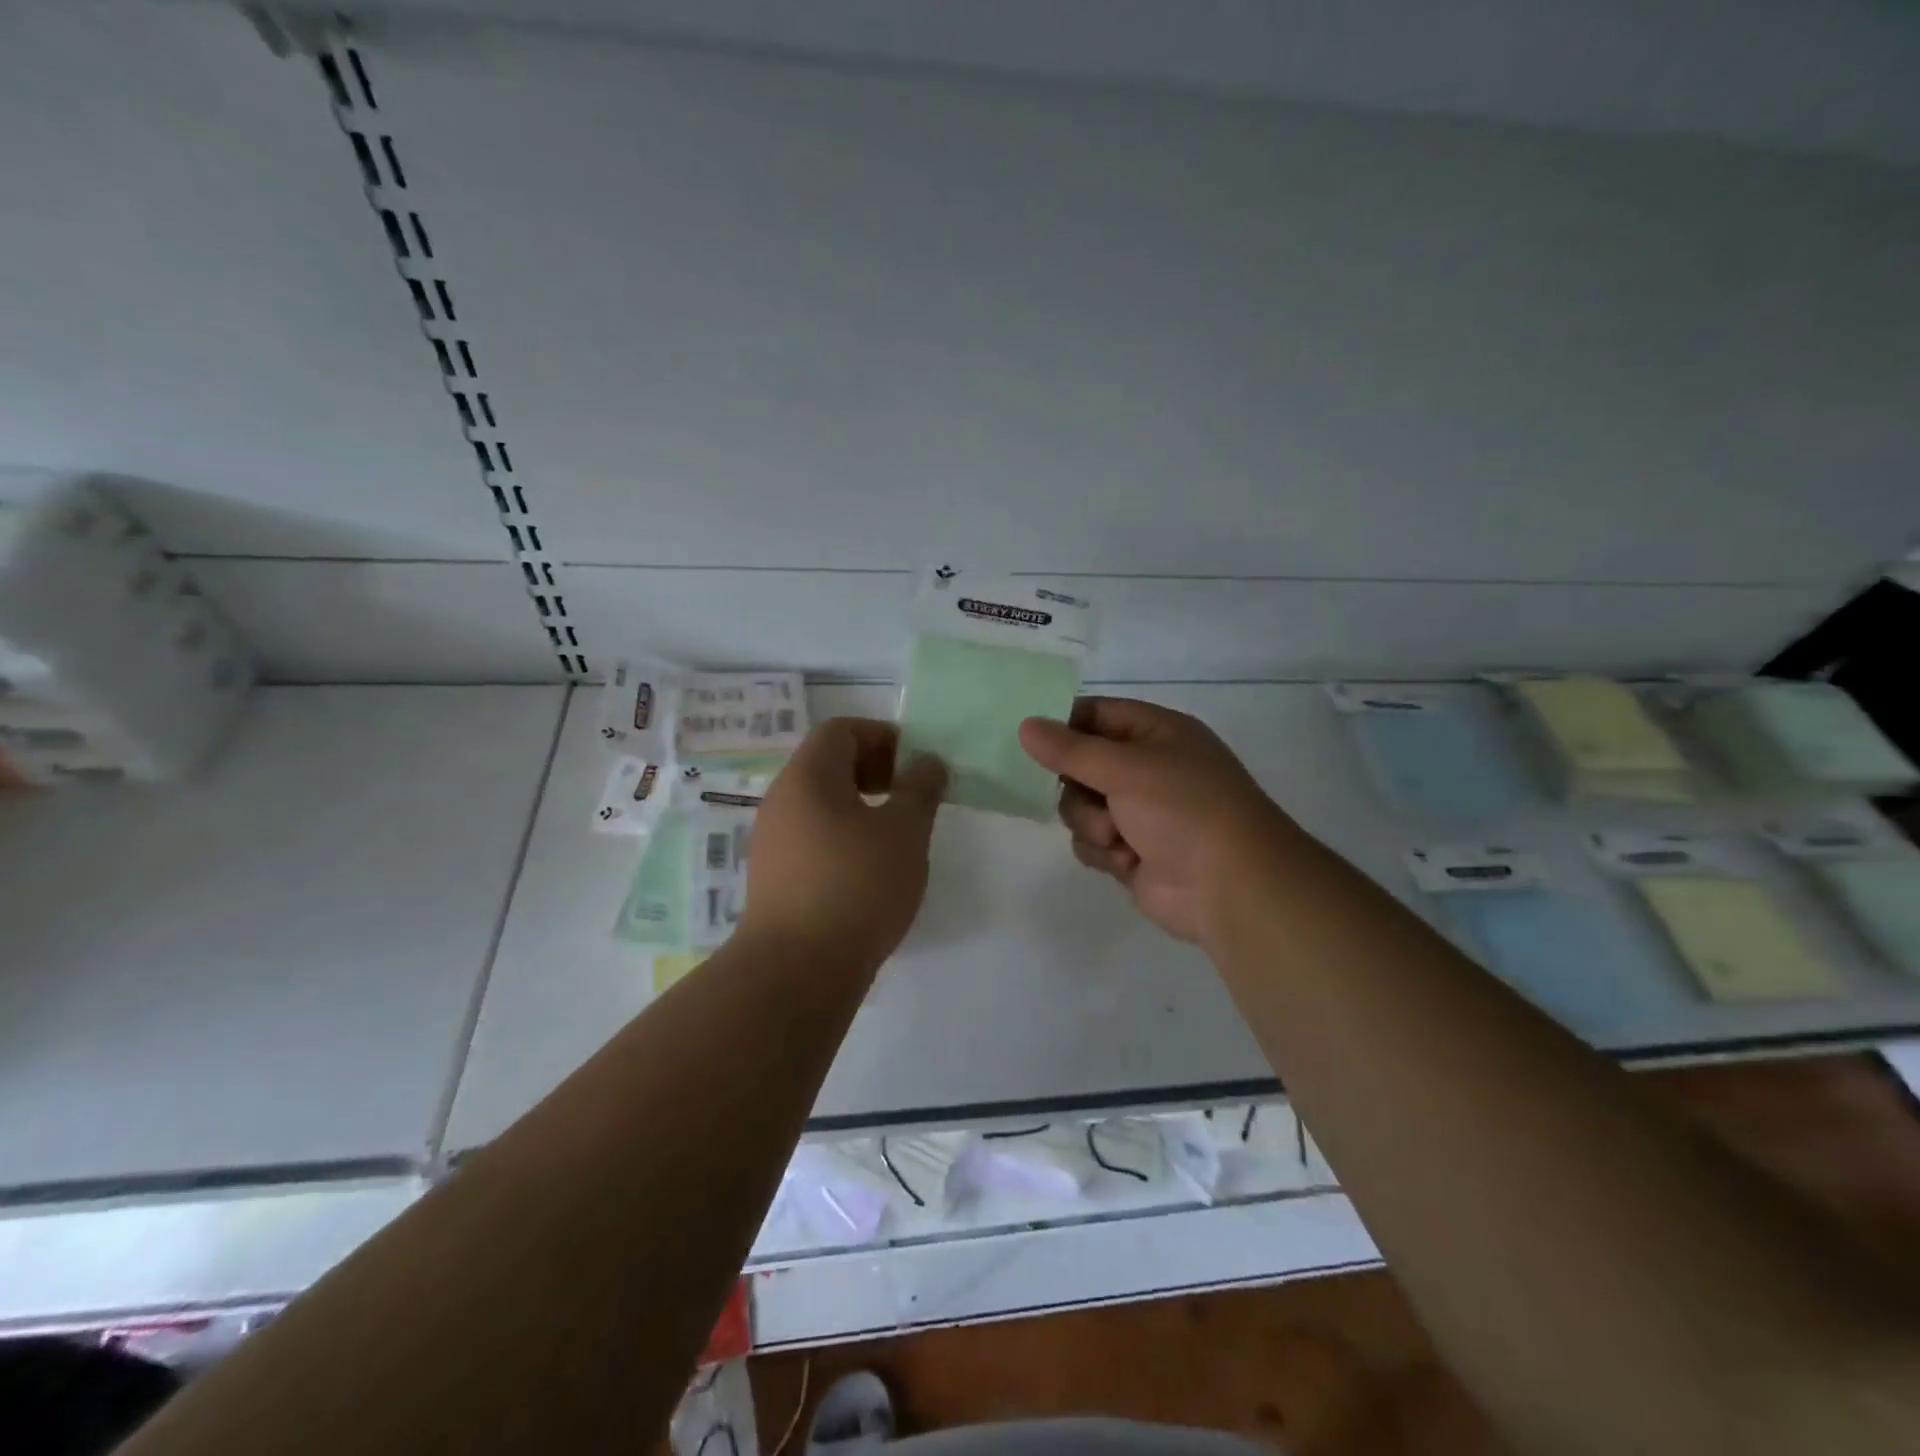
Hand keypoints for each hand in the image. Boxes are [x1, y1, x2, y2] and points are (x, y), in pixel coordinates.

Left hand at [742, 718, 946, 969]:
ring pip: (820, 802)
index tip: (914, 764)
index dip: (882, 736)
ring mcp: (771, 839)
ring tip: (894, 836)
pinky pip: (811, 836)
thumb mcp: (905, 832)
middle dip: (874, 770)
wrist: (797, 970)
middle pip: (827, 763)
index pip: (841, 729)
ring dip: (859, 806)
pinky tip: (867, 870)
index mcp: (808, 776)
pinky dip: (841, 836)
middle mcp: (781, 799)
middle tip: (908, 797)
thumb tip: (927, 761)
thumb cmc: (857, 886)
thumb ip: (921, 788)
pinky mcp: (773, 876)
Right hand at [1018, 698, 1292, 944]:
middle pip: (1079, 765)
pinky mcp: (1132, 853)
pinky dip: (1104, 852)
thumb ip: (1070, 749)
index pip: (1095, 715)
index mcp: (1156, 733)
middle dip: (1077, 787)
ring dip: (1091, 824)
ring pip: (1080, 808)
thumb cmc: (1183, 809)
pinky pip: (1091, 843)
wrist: (1230, 886)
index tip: (1032, 741)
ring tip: (1119, 838)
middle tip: (1091, 796)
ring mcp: (1139, 813)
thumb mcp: (1125, 768)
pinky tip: (1129, 861)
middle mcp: (1147, 768)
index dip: (1063, 726)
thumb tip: (1025, 725)